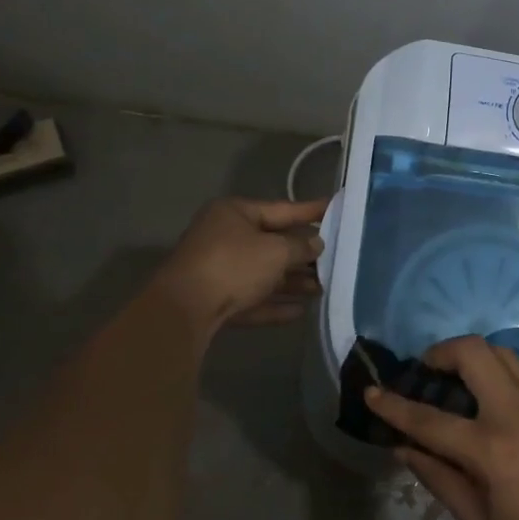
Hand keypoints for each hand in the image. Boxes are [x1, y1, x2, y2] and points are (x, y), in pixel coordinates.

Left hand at [153, 197, 327, 333]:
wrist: (183, 310)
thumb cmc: (233, 265)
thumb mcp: (275, 251)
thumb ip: (300, 246)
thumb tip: (316, 244)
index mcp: (235, 213)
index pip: (281, 208)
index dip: (310, 210)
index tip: (334, 208)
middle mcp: (224, 237)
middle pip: (272, 243)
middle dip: (303, 254)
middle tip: (335, 258)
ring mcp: (217, 270)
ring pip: (263, 273)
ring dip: (292, 281)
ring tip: (323, 288)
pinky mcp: (215, 300)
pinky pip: (252, 298)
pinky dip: (274, 303)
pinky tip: (300, 311)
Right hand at [363, 337, 518, 519]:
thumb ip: (440, 480)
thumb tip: (405, 449)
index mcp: (491, 449)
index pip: (428, 419)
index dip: (394, 405)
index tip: (372, 392)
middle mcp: (516, 410)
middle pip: (471, 352)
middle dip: (441, 352)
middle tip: (430, 370)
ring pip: (501, 352)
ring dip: (474, 358)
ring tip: (464, 381)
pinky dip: (505, 372)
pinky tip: (503, 398)